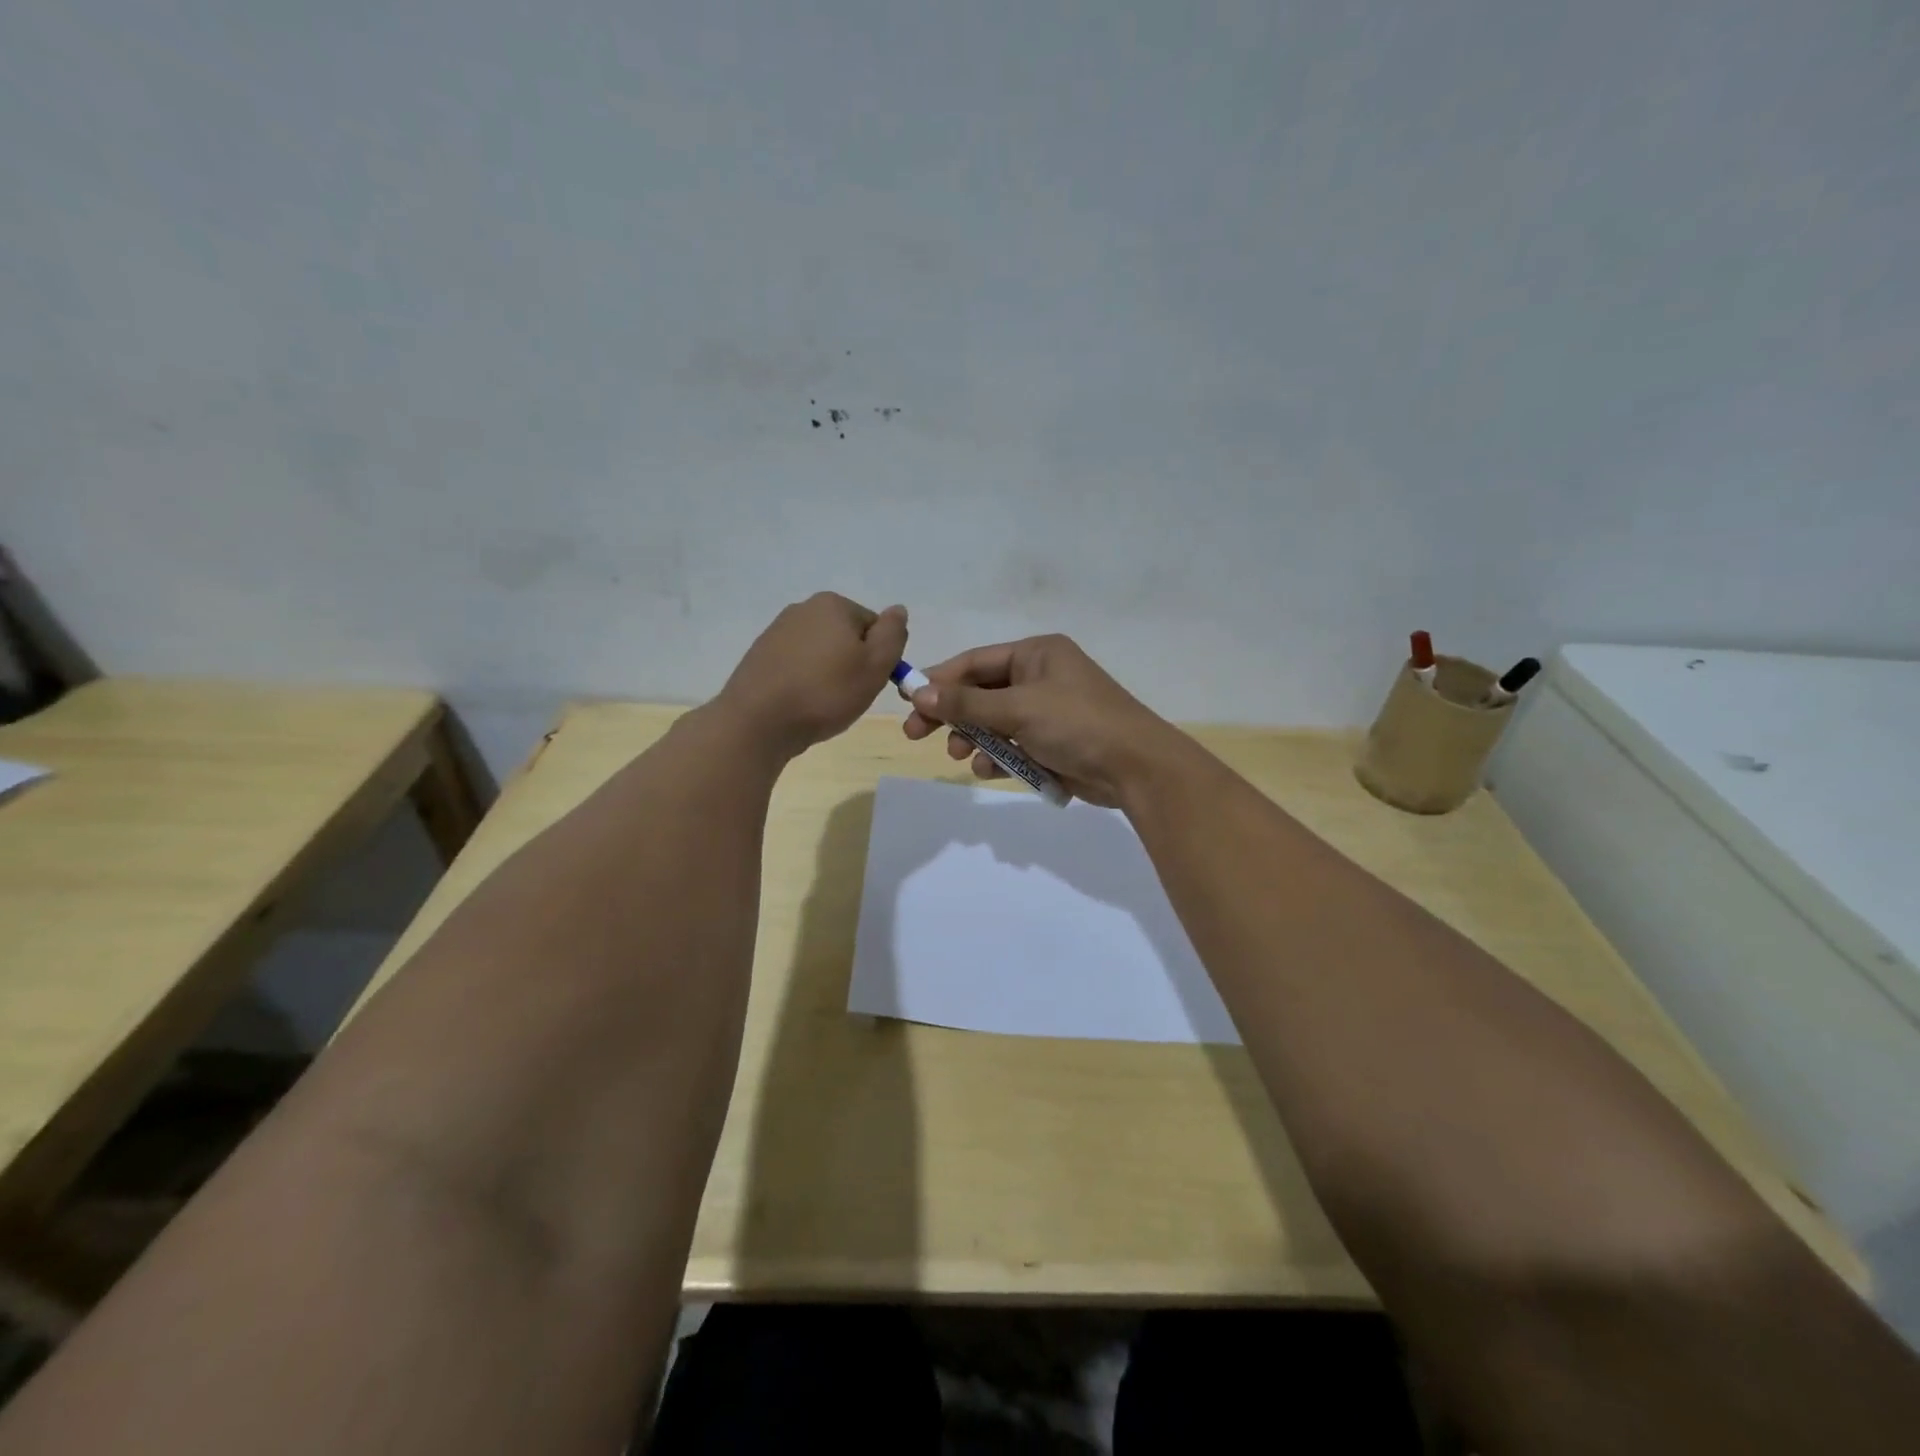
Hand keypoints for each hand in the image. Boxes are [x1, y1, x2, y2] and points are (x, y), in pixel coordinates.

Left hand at [716, 593, 908, 757]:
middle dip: (852, 664)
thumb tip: (898, 610)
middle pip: (846, 637)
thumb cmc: (825, 692)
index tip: (870, 683)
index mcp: (833, 604)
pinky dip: (804, 682)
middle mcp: (802, 608)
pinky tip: (800, 704)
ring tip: (822, 704)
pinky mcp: (759, 656)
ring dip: (827, 675)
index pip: (874, 627)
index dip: (879, 657)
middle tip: (848, 696)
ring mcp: (776, 631)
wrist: (758, 722)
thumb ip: (893, 634)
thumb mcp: (875, 665)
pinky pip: (797, 666)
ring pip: (820, 653)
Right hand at [900, 634, 1184, 806]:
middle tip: (915, 734)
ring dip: (973, 739)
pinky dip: (998, 757)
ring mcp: (1047, 711)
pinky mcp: (1052, 743)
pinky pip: (1013, 745)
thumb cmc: (1077, 724)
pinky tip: (988, 770)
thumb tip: (918, 691)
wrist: (1135, 768)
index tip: (908, 700)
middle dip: (951, 714)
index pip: (975, 662)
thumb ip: (966, 702)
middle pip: (980, 692)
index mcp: (1036, 654)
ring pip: (994, 722)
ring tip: (959, 755)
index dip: (939, 679)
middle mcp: (1040, 677)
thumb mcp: (1018, 708)